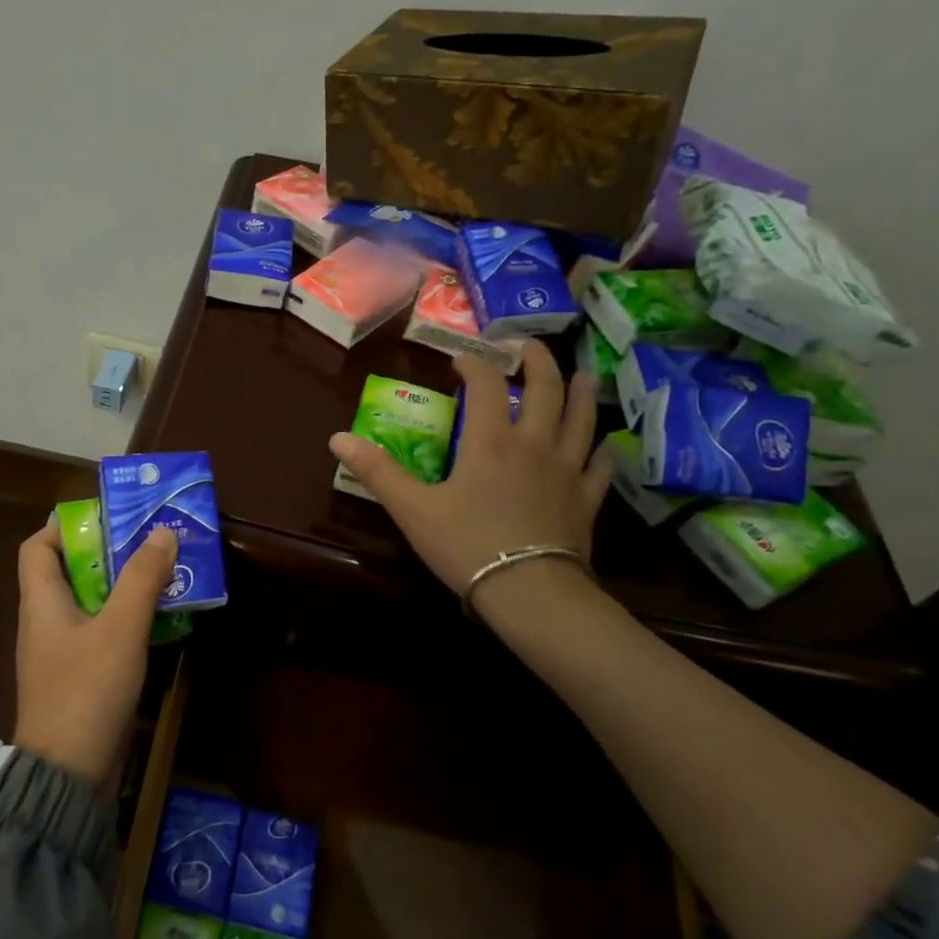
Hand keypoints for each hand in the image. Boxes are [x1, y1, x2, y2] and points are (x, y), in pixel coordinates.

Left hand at [13, 518, 177, 786]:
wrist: (68, 775)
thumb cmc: (86, 690)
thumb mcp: (120, 629)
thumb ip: (142, 578)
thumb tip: (163, 532)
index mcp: (41, 602)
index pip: (36, 547)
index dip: (64, 526)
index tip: (107, 518)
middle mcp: (46, 621)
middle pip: (70, 571)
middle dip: (109, 553)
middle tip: (151, 540)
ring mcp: (62, 652)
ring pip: (91, 603)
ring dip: (124, 586)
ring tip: (164, 571)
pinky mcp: (80, 677)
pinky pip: (102, 633)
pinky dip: (127, 619)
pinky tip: (160, 618)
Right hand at [328, 343, 610, 597]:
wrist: (528, 592)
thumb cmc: (466, 546)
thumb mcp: (412, 509)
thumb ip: (377, 472)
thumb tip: (337, 438)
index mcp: (490, 442)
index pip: (485, 385)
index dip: (473, 364)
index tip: (460, 359)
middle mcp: (533, 444)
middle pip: (545, 389)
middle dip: (535, 361)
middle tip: (525, 346)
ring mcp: (566, 471)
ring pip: (581, 419)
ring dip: (580, 392)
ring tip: (580, 374)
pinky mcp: (585, 501)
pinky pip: (598, 467)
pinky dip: (600, 450)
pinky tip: (601, 446)